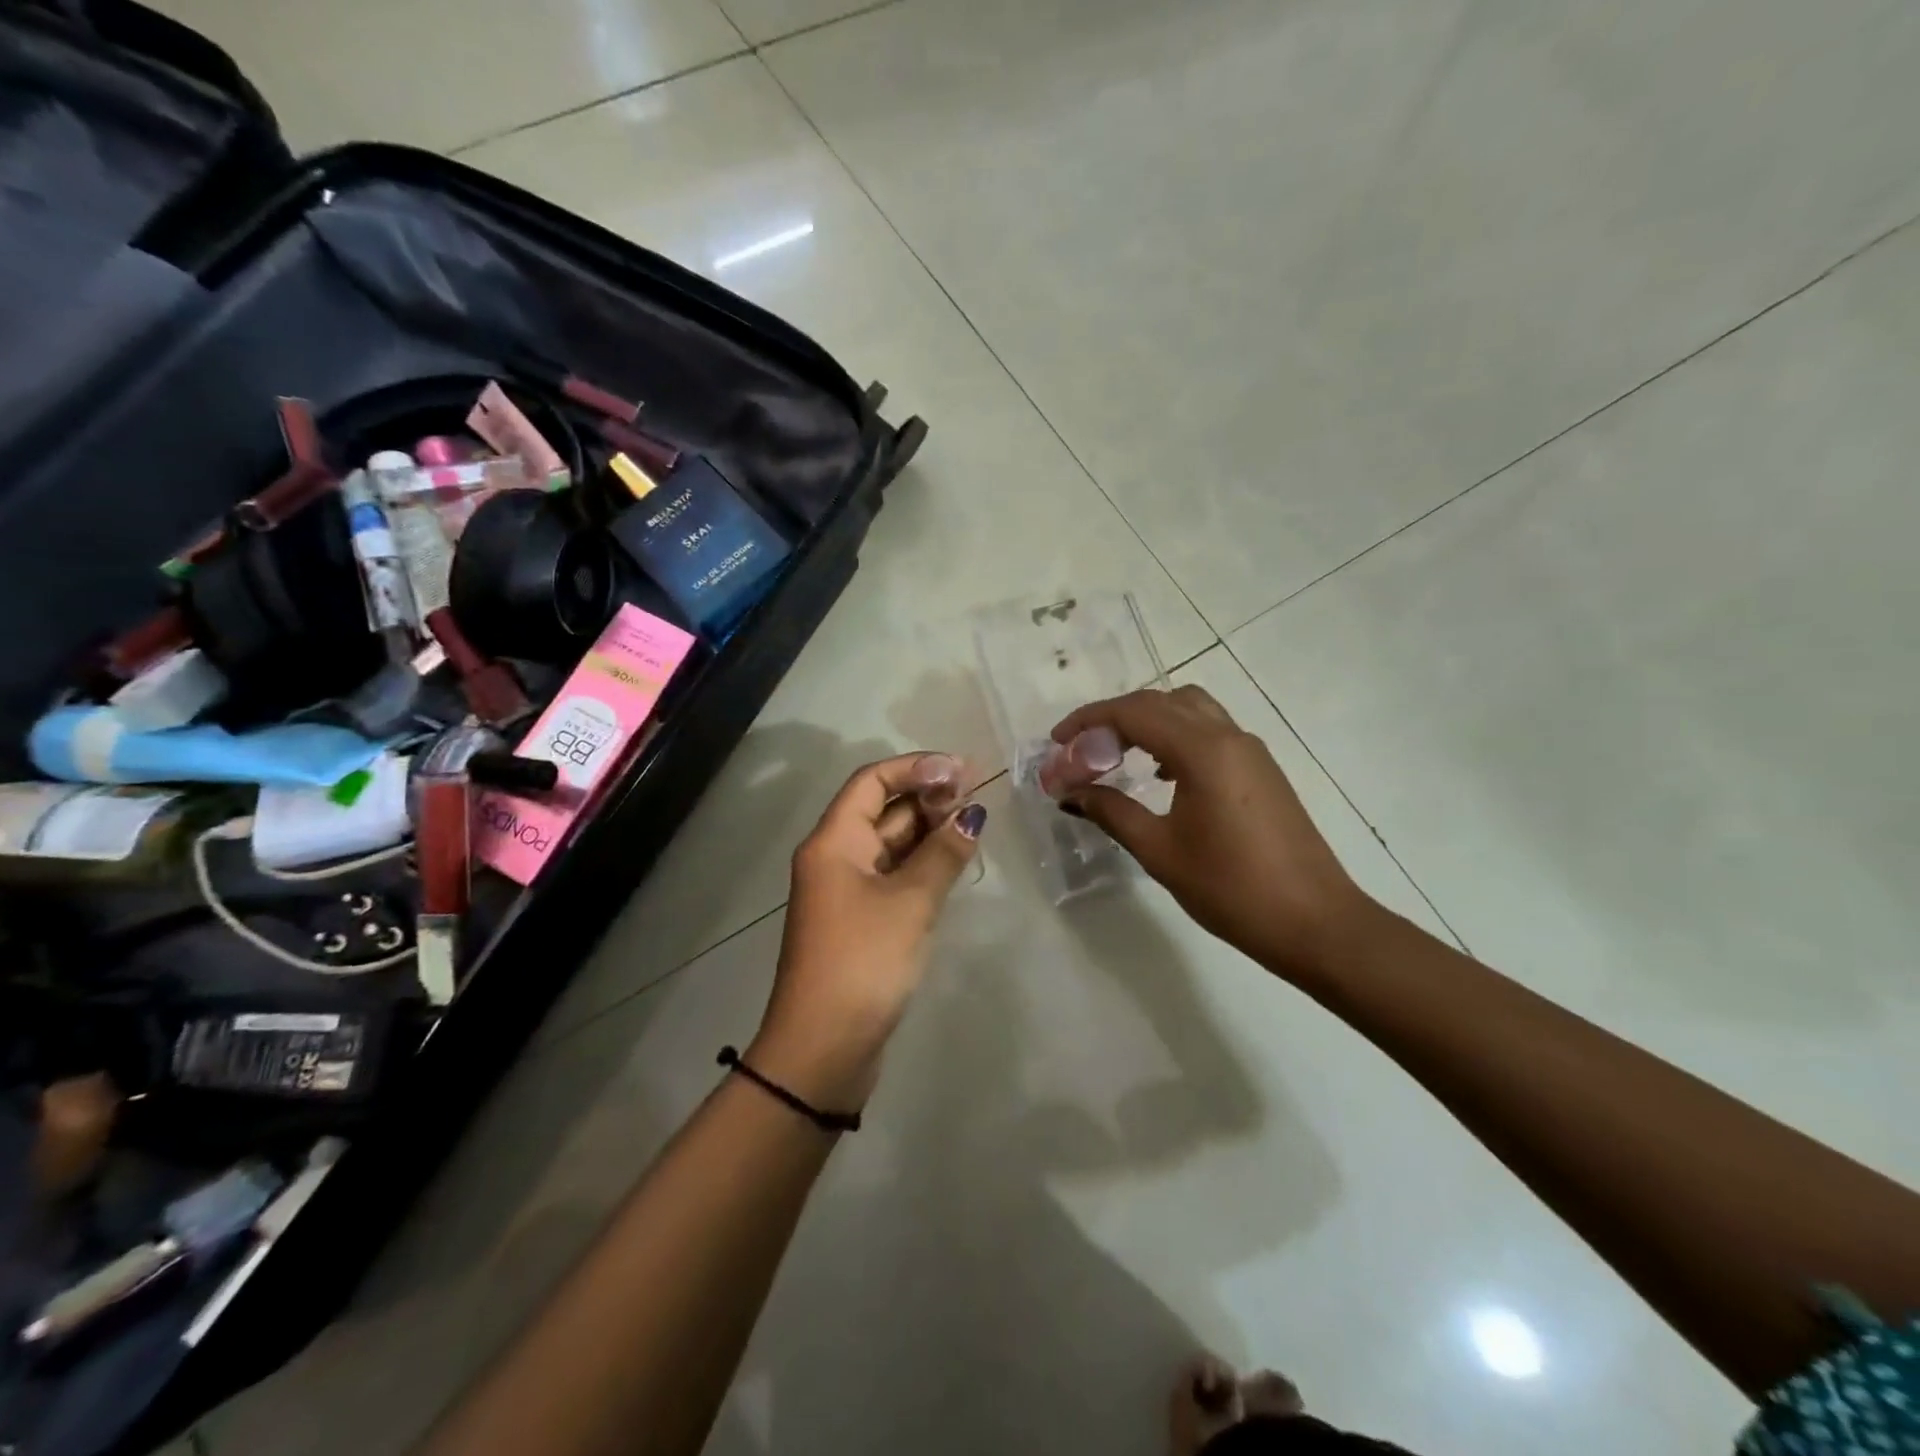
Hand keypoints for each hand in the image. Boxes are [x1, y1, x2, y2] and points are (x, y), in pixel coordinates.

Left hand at [751, 753, 985, 1110]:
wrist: (823, 1049)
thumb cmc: (863, 962)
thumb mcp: (909, 903)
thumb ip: (942, 854)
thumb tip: (971, 815)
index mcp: (833, 842)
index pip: (871, 782)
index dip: (915, 768)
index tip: (961, 769)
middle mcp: (835, 858)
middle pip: (881, 810)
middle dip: (926, 797)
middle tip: (974, 796)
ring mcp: (847, 891)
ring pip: (890, 844)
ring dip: (927, 830)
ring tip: (972, 822)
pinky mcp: (861, 921)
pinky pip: (894, 875)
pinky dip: (922, 863)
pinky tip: (954, 861)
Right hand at [1051, 686, 1370, 980]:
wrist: (1314, 922)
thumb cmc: (1231, 888)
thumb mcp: (1159, 850)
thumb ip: (1111, 811)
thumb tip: (1070, 792)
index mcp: (1203, 750)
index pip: (1133, 712)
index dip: (1088, 720)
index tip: (1057, 742)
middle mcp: (1228, 736)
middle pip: (1160, 701)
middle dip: (1114, 718)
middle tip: (1082, 751)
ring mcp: (1250, 750)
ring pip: (1189, 709)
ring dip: (1148, 722)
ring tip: (1118, 757)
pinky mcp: (1261, 769)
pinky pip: (1210, 731)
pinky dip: (1175, 736)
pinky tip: (1161, 776)